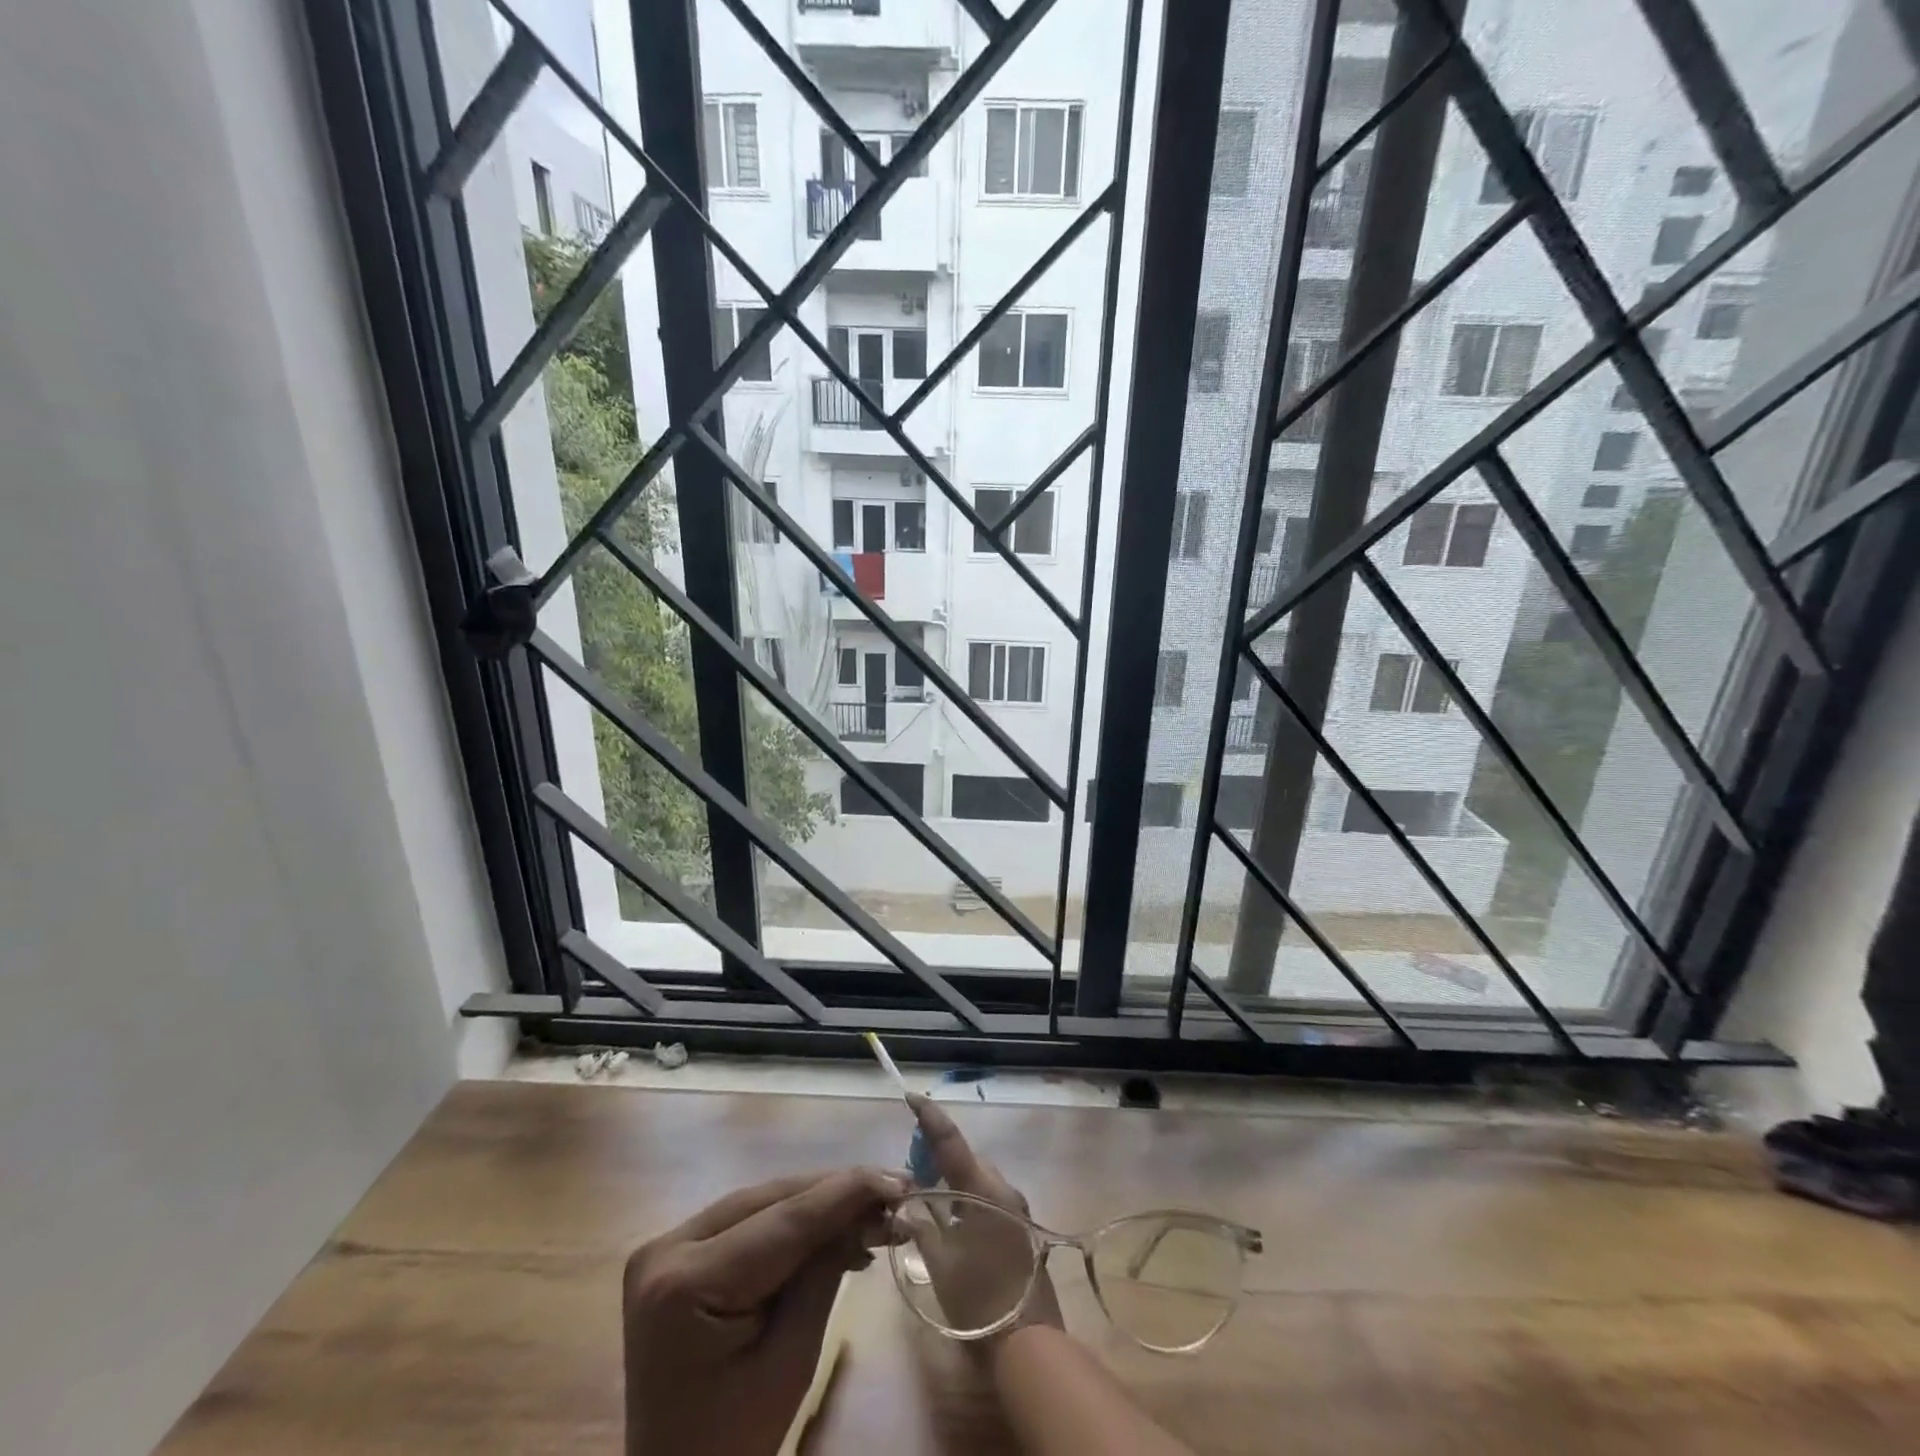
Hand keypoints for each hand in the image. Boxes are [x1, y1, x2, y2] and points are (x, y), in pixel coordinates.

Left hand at [623, 1168, 905, 1455]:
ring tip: (874, 1205)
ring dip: (818, 1203)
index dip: (846, 1193)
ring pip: (760, 1203)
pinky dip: (791, 1221)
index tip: (899, 1180)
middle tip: (895, 1190)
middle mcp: (667, 1247)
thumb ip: (824, 1275)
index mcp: (684, 1283)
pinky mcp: (676, 1254)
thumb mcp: (789, 1363)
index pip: (783, 1221)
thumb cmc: (731, 1444)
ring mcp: (666, 1246)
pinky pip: (744, 1221)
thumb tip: (868, 1211)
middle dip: (836, 1193)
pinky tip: (832, 1225)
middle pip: (770, 1202)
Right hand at [905, 1093, 1064, 1337]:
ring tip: (930, 1196)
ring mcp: (1016, 1209)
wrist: (1028, 1345)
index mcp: (982, 1189)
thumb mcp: (940, 1263)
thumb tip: (911, 1201)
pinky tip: (954, 1221)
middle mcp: (1003, 1189)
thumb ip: (922, 1224)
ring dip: (956, 1181)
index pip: (951, 1140)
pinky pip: (989, 1199)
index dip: (930, 1116)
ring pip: (979, 1180)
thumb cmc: (979, 1302)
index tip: (912, 1096)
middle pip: (967, 1159)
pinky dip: (969, 1200)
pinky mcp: (1022, 1229)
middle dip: (941, 1156)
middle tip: (914, 1168)